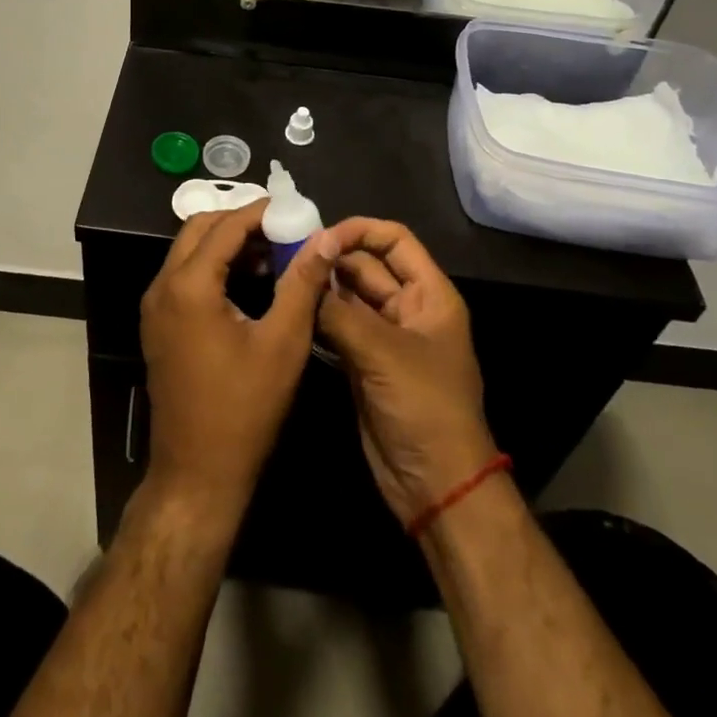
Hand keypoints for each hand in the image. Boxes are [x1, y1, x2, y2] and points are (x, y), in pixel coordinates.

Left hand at [141, 201, 342, 516]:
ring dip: (226, 242)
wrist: (197, 473)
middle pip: (199, 228)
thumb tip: (323, 238)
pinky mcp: (157, 323)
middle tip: (281, 228)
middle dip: (240, 221)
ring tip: (271, 251)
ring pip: (188, 250)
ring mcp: (155, 306)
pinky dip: (212, 264)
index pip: (225, 226)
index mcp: (189, 285)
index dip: (260, 212)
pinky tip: (247, 279)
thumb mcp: (283, 342)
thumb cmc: (244, 409)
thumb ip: (302, 283)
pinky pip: (183, 274)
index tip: (293, 209)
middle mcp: (162, 286)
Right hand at [314, 218, 498, 527]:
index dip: (360, 230)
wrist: (435, 486)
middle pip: (367, 266)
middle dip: (332, 258)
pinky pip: (338, 327)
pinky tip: (290, 308)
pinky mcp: (363, 363)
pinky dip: (317, 317)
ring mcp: (384, 337)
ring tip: (281, 275)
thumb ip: (340, 311)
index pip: (395, 241)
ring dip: (321, 287)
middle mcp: (407, 309)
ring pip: (349, 296)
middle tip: (287, 254)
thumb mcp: (383, 353)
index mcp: (429, 295)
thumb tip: (303, 273)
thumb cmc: (423, 407)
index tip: (320, 235)